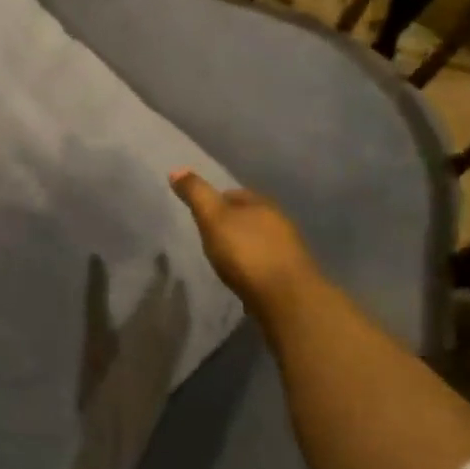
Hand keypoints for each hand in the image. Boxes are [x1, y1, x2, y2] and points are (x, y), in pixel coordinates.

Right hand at [170, 170, 319, 310]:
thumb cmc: (245, 252)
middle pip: (249, 216)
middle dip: (231, 224)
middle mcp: (279, 221)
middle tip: (209, 236)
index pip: (234, 194)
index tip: (200, 215)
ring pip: (259, 240)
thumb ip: (196, 194)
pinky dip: (253, 266)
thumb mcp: (212, 218)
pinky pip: (266, 263)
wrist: (288, 300)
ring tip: (224, 259)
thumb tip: (176, 169)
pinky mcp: (292, 276)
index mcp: (261, 203)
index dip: (215, 201)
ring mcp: (289, 250)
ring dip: (244, 246)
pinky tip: (243, 277)